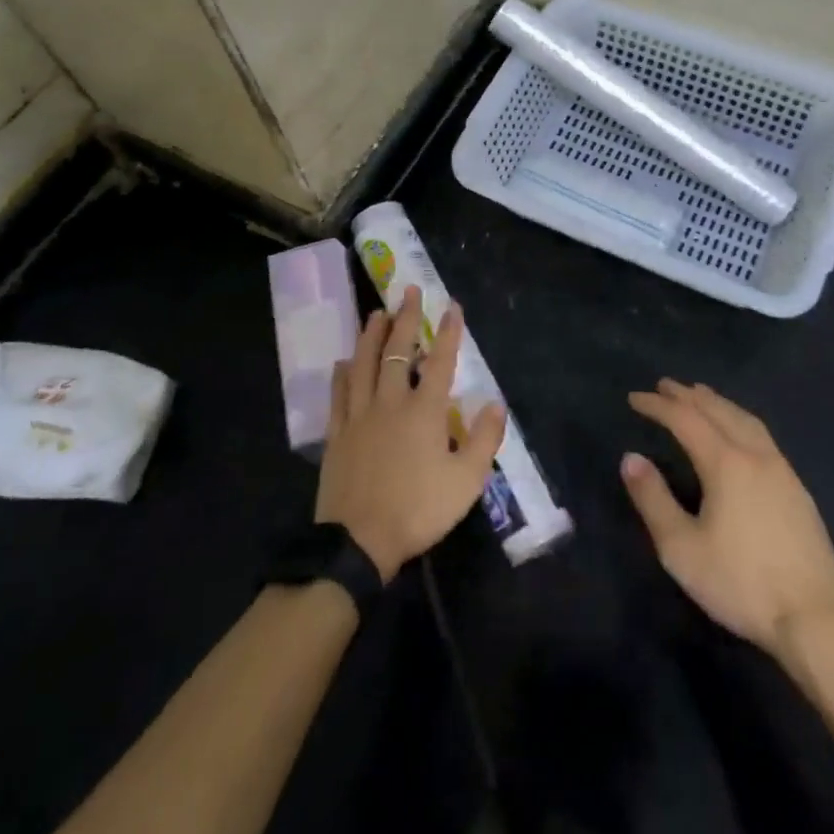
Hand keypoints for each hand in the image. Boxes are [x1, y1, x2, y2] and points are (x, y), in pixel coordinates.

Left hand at [315, 285, 506, 580]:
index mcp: (424, 410)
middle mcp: (390, 402)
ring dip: (371, 335)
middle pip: (397, 351)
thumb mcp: (466, 481)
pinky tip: (342, 361)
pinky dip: (341, 374)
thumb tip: (496, 403)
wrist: (359, 541)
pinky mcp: (337, 435)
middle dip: (406, 318)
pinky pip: (338, 395)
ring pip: (363, 364)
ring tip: (376, 313)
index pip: (440, 361)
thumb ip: (484, 439)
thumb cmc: (418, 509)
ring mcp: (359, 416)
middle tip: (409, 291)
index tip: (452, 305)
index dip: (449, 332)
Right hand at [623, 379, 833, 658]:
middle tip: (664, 385)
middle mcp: (754, 454)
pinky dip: (739, 418)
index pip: (685, 419)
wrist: (815, 617)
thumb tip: (631, 458)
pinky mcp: (797, 487)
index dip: (657, 405)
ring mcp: (781, 469)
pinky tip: (738, 431)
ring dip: (717, 402)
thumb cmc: (741, 582)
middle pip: (717, 410)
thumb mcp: (682, 549)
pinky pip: (761, 434)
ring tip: (700, 395)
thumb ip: (653, 500)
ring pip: (744, 419)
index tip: (634, 398)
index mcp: (725, 462)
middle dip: (688, 395)